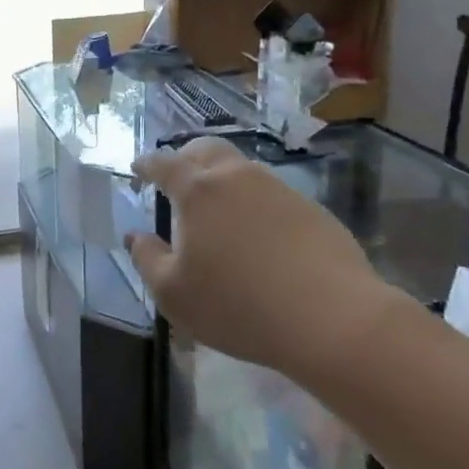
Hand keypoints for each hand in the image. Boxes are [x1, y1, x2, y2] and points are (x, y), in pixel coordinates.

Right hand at [127, 138, 395, 376]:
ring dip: (221, 179)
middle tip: (176, 180)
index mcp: (198, 191)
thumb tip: (135, 236)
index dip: (147, 164)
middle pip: (206, 150)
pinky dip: (253, 203)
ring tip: (216, 211)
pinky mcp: (311, 209)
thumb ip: (146, 258)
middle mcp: (237, 177)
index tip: (137, 169)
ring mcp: (279, 189)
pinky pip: (271, 194)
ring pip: (241, 169)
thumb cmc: (238, 305)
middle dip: (185, 158)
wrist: (332, 319)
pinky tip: (257, 236)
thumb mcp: (173, 293)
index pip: (164, 163)